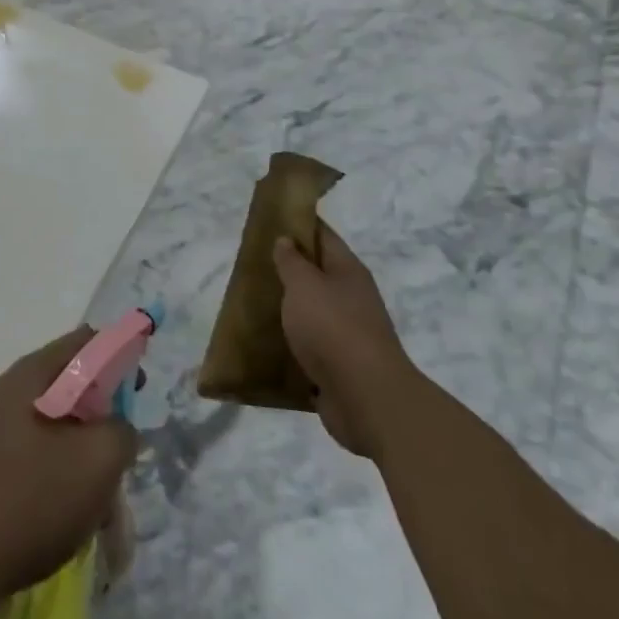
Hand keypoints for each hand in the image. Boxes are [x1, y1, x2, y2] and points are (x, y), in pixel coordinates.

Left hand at [0, 328, 137, 607]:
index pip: (82, 343)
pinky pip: (13, 456)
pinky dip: (39, 473)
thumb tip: (117, 428)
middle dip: (93, 416)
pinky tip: (47, 516)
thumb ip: (120, 432)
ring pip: (37, 427)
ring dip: (68, 452)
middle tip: (114, 456)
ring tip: (87, 501)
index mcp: (26, 375)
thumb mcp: (98, 464)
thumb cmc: (28, 503)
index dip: (116, 357)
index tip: (135, 389)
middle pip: (60, 387)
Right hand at [274, 227, 413, 460]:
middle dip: (286, 269)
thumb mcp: (304, 284)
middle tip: (251, 264)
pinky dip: (290, 344)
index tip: (269, 220)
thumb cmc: (333, 328)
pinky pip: (309, 347)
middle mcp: (351, 298)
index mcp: (348, 271)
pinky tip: (266, 344)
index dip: (298, 223)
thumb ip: (291, 261)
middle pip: (316, 274)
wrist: (367, 399)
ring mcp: (348, 334)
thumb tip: (287, 240)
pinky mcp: (339, 367)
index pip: (322, 235)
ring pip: (311, 312)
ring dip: (287, 309)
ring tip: (252, 304)